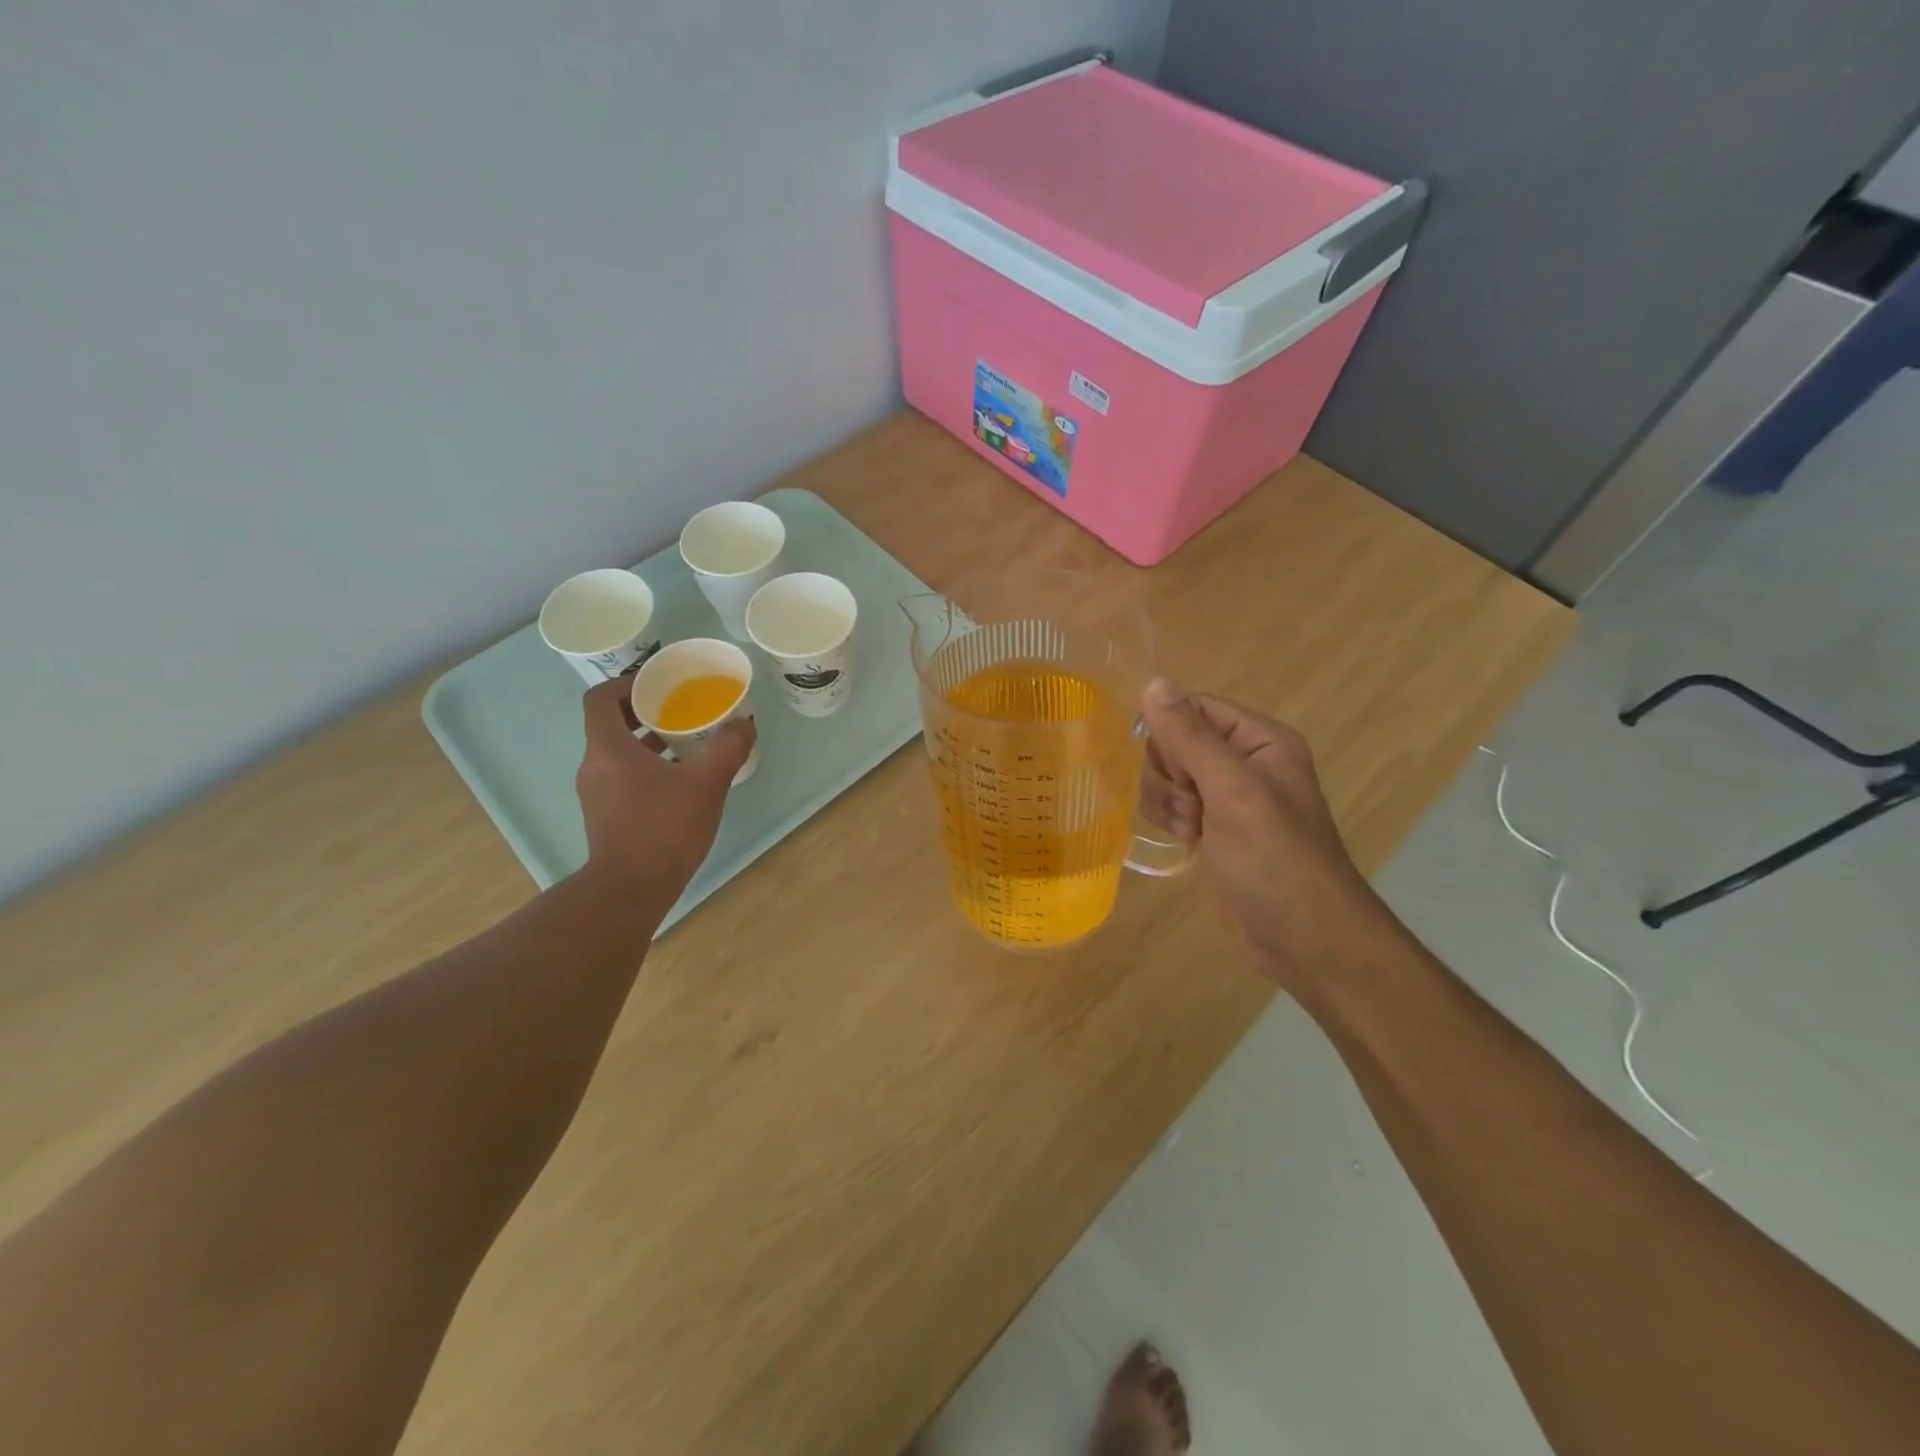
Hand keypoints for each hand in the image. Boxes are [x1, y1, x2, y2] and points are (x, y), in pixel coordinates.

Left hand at [573, 676, 756, 897]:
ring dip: (646, 741)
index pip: (600, 699)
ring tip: (685, 741)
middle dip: (644, 712)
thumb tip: (744, 722)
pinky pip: (621, 776)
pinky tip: (679, 781)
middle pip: (609, 724)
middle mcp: (594, 766)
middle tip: (679, 708)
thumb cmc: (664, 829)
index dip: (625, 684)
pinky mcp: (604, 815)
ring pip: (617, 752)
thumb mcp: (706, 783)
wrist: (631, 889)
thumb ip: (727, 748)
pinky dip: (645, 767)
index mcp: (608, 749)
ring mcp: (596, 793)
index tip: (657, 683)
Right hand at [1139, 679, 1386, 999]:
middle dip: (1169, 775)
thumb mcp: (1233, 792)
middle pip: (1173, 741)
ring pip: (1166, 774)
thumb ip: (1191, 737)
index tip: (1179, 772)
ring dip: (1168, 802)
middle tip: (1194, 807)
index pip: (1192, 708)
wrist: (1304, 939)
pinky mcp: (1212, 826)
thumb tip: (1154, 682)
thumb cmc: (1275, 860)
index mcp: (1259, 738)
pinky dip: (1170, 819)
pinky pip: (1171, 803)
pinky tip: (1190, 842)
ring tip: (1195, 830)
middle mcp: (1242, 760)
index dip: (1171, 735)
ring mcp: (1226, 795)